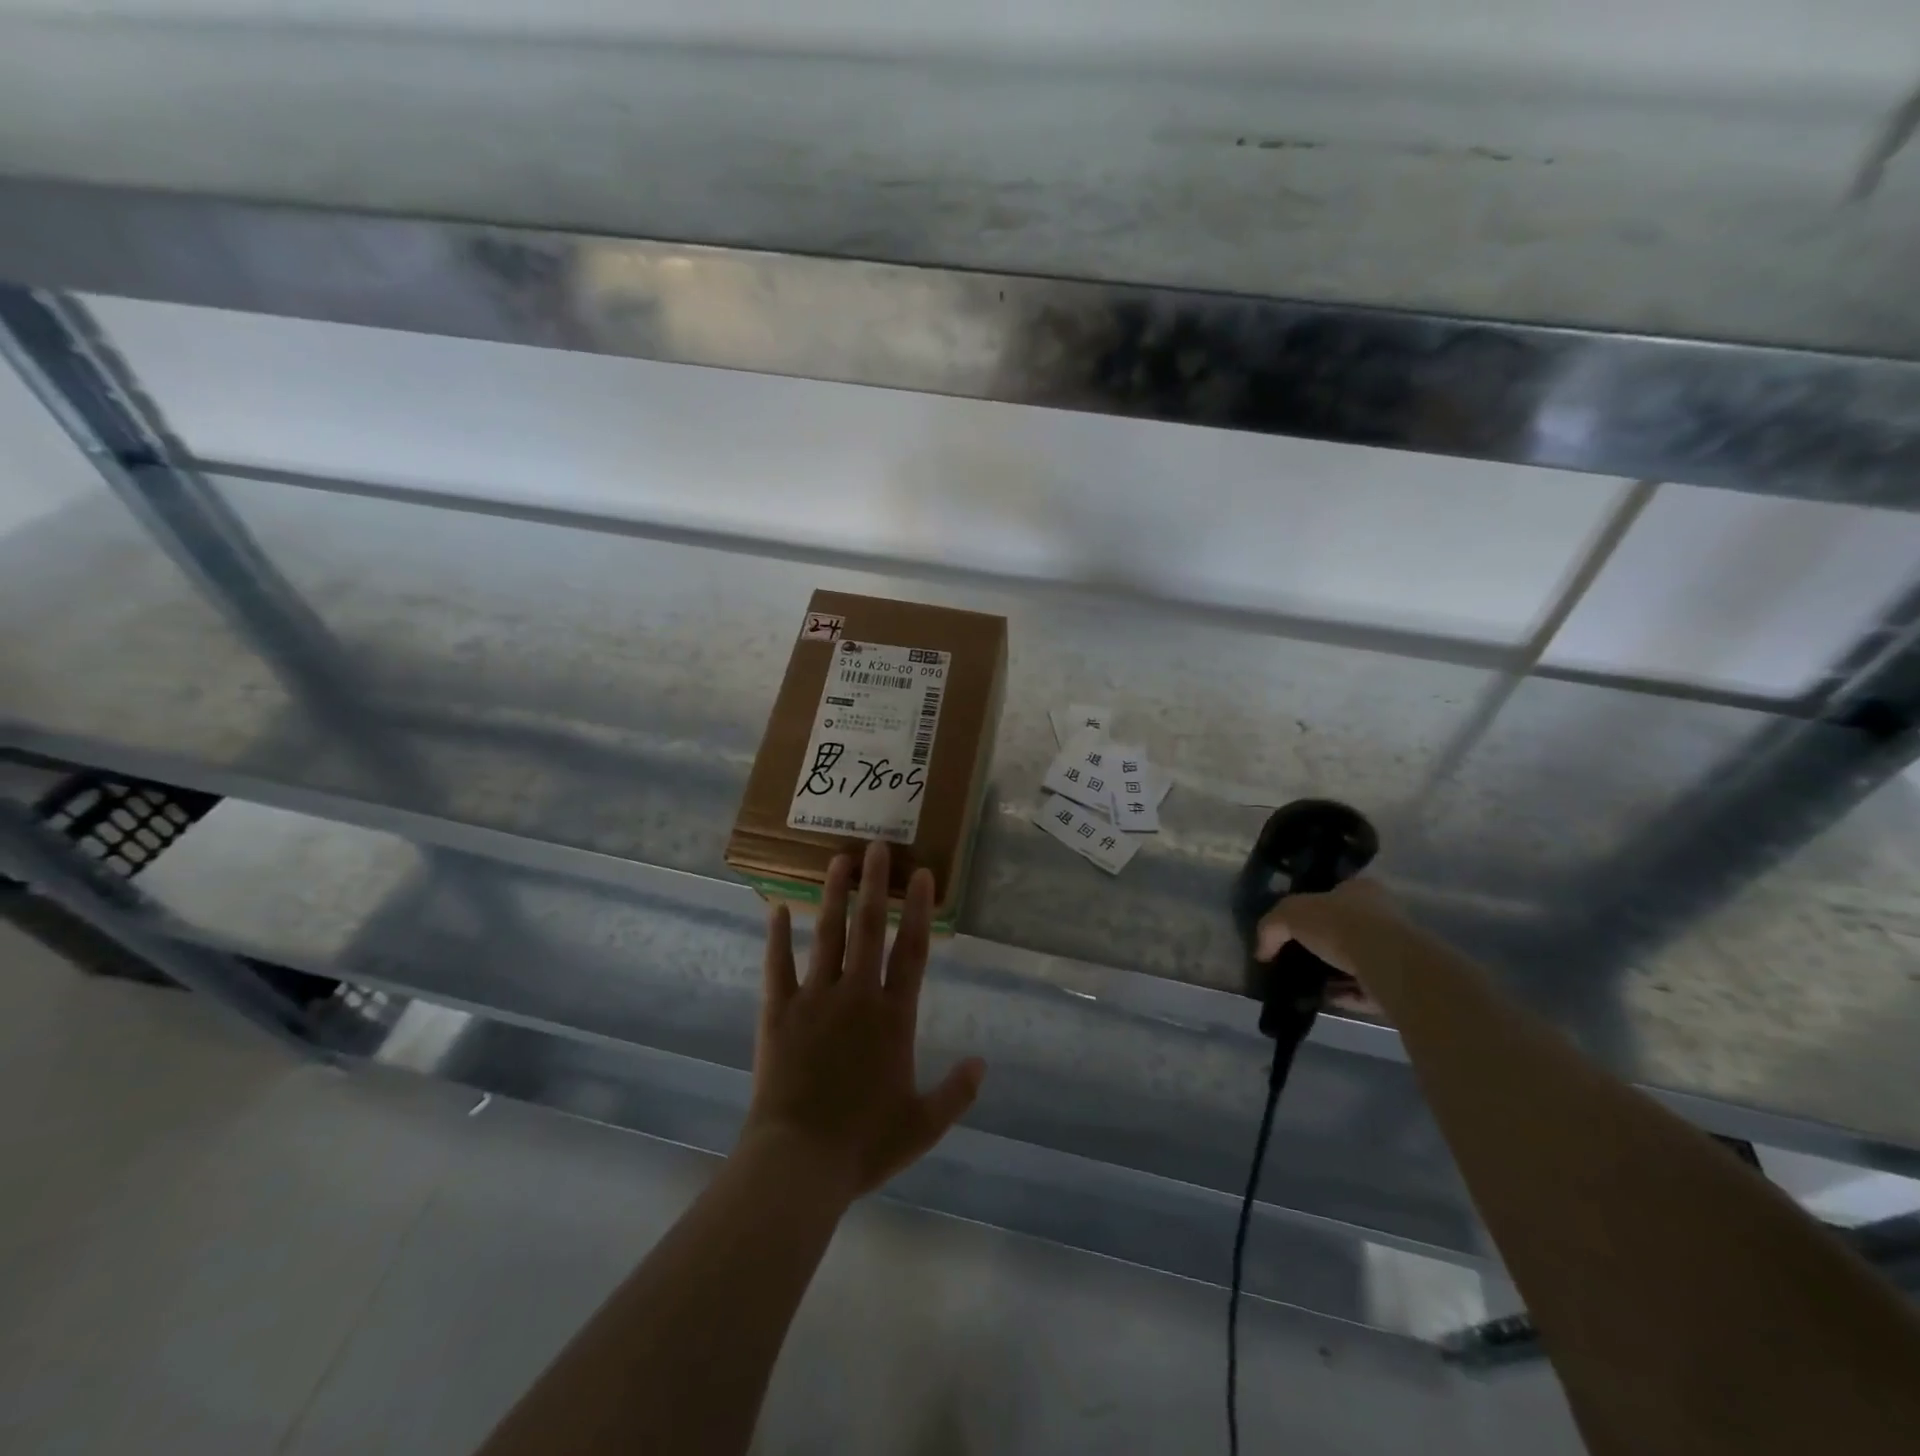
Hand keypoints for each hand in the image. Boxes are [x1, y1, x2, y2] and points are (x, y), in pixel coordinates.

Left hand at [740, 840, 985, 1204]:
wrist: (799, 1162)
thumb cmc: (864, 1144)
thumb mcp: (923, 1125)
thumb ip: (956, 1092)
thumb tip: (982, 1063)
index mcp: (893, 1017)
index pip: (912, 951)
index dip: (920, 910)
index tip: (922, 875)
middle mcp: (856, 996)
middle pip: (868, 929)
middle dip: (875, 885)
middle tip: (877, 846)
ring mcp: (815, 999)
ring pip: (827, 935)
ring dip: (834, 896)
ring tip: (838, 860)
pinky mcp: (778, 1012)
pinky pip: (777, 966)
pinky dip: (776, 937)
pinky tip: (777, 908)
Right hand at [1255, 877, 1401, 987]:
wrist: (1385, 963)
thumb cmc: (1339, 925)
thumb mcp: (1290, 914)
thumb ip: (1271, 927)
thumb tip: (1261, 951)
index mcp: (1361, 890)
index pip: (1334, 894)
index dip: (1312, 909)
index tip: (1294, 928)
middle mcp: (1383, 916)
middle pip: (1346, 929)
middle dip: (1323, 944)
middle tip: (1298, 957)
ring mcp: (1395, 950)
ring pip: (1357, 961)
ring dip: (1334, 973)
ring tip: (1307, 983)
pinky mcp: (1400, 982)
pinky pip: (1366, 989)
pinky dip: (1346, 994)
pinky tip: (1325, 999)